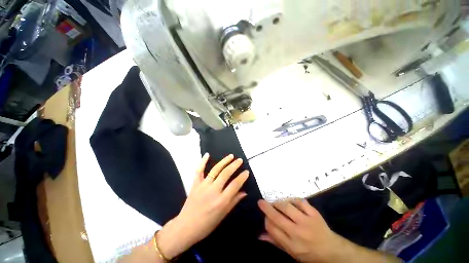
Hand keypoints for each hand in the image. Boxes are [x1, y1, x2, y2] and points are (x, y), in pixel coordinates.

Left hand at [158, 153, 248, 258]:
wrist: (187, 225)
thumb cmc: (207, 224)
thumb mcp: (223, 215)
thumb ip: (233, 202)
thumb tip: (244, 192)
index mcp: (222, 200)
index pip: (235, 184)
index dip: (242, 177)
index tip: (246, 172)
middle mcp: (213, 191)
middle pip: (226, 174)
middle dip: (234, 166)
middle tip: (240, 161)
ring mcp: (203, 186)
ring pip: (215, 170)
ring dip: (223, 162)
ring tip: (231, 156)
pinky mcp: (194, 185)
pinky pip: (198, 171)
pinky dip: (202, 162)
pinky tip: (207, 155)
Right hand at [258, 199, 345, 262]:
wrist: (329, 248)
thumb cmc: (308, 253)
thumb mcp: (290, 252)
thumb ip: (276, 242)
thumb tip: (260, 235)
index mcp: (289, 243)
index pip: (272, 229)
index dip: (266, 221)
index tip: (264, 217)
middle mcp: (296, 231)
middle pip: (277, 217)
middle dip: (267, 208)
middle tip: (261, 202)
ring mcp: (306, 221)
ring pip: (288, 207)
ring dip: (279, 203)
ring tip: (275, 202)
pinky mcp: (315, 214)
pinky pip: (302, 203)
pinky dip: (294, 200)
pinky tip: (290, 201)